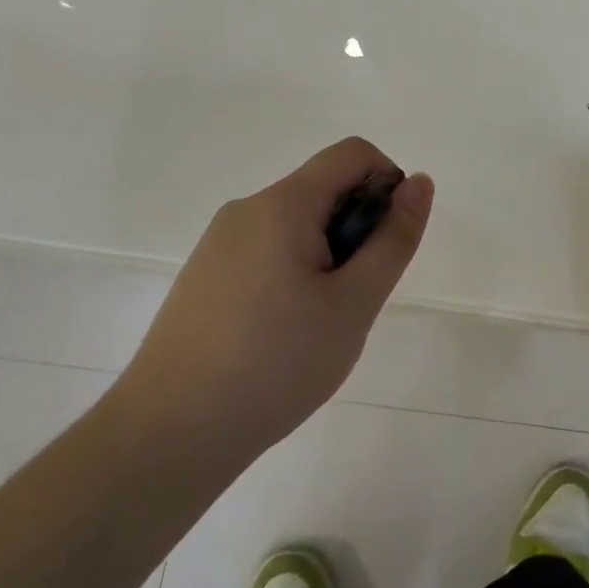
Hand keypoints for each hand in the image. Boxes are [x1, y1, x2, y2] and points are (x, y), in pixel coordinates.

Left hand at [114, 138, 433, 469]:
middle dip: (357, 230)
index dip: (389, 184)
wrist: (169, 433)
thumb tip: (419, 182)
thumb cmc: (276, 364)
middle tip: (354, 299)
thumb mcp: (354, 304)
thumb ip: (392, 240)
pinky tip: (283, 333)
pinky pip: (268, 251)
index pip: (353, 154)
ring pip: (297, 225)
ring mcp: (219, 243)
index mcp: (282, 205)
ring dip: (328, 256)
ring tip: (319, 324)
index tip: (388, 245)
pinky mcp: (205, 275)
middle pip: (324, 190)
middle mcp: (246, 209)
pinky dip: (295, 273)